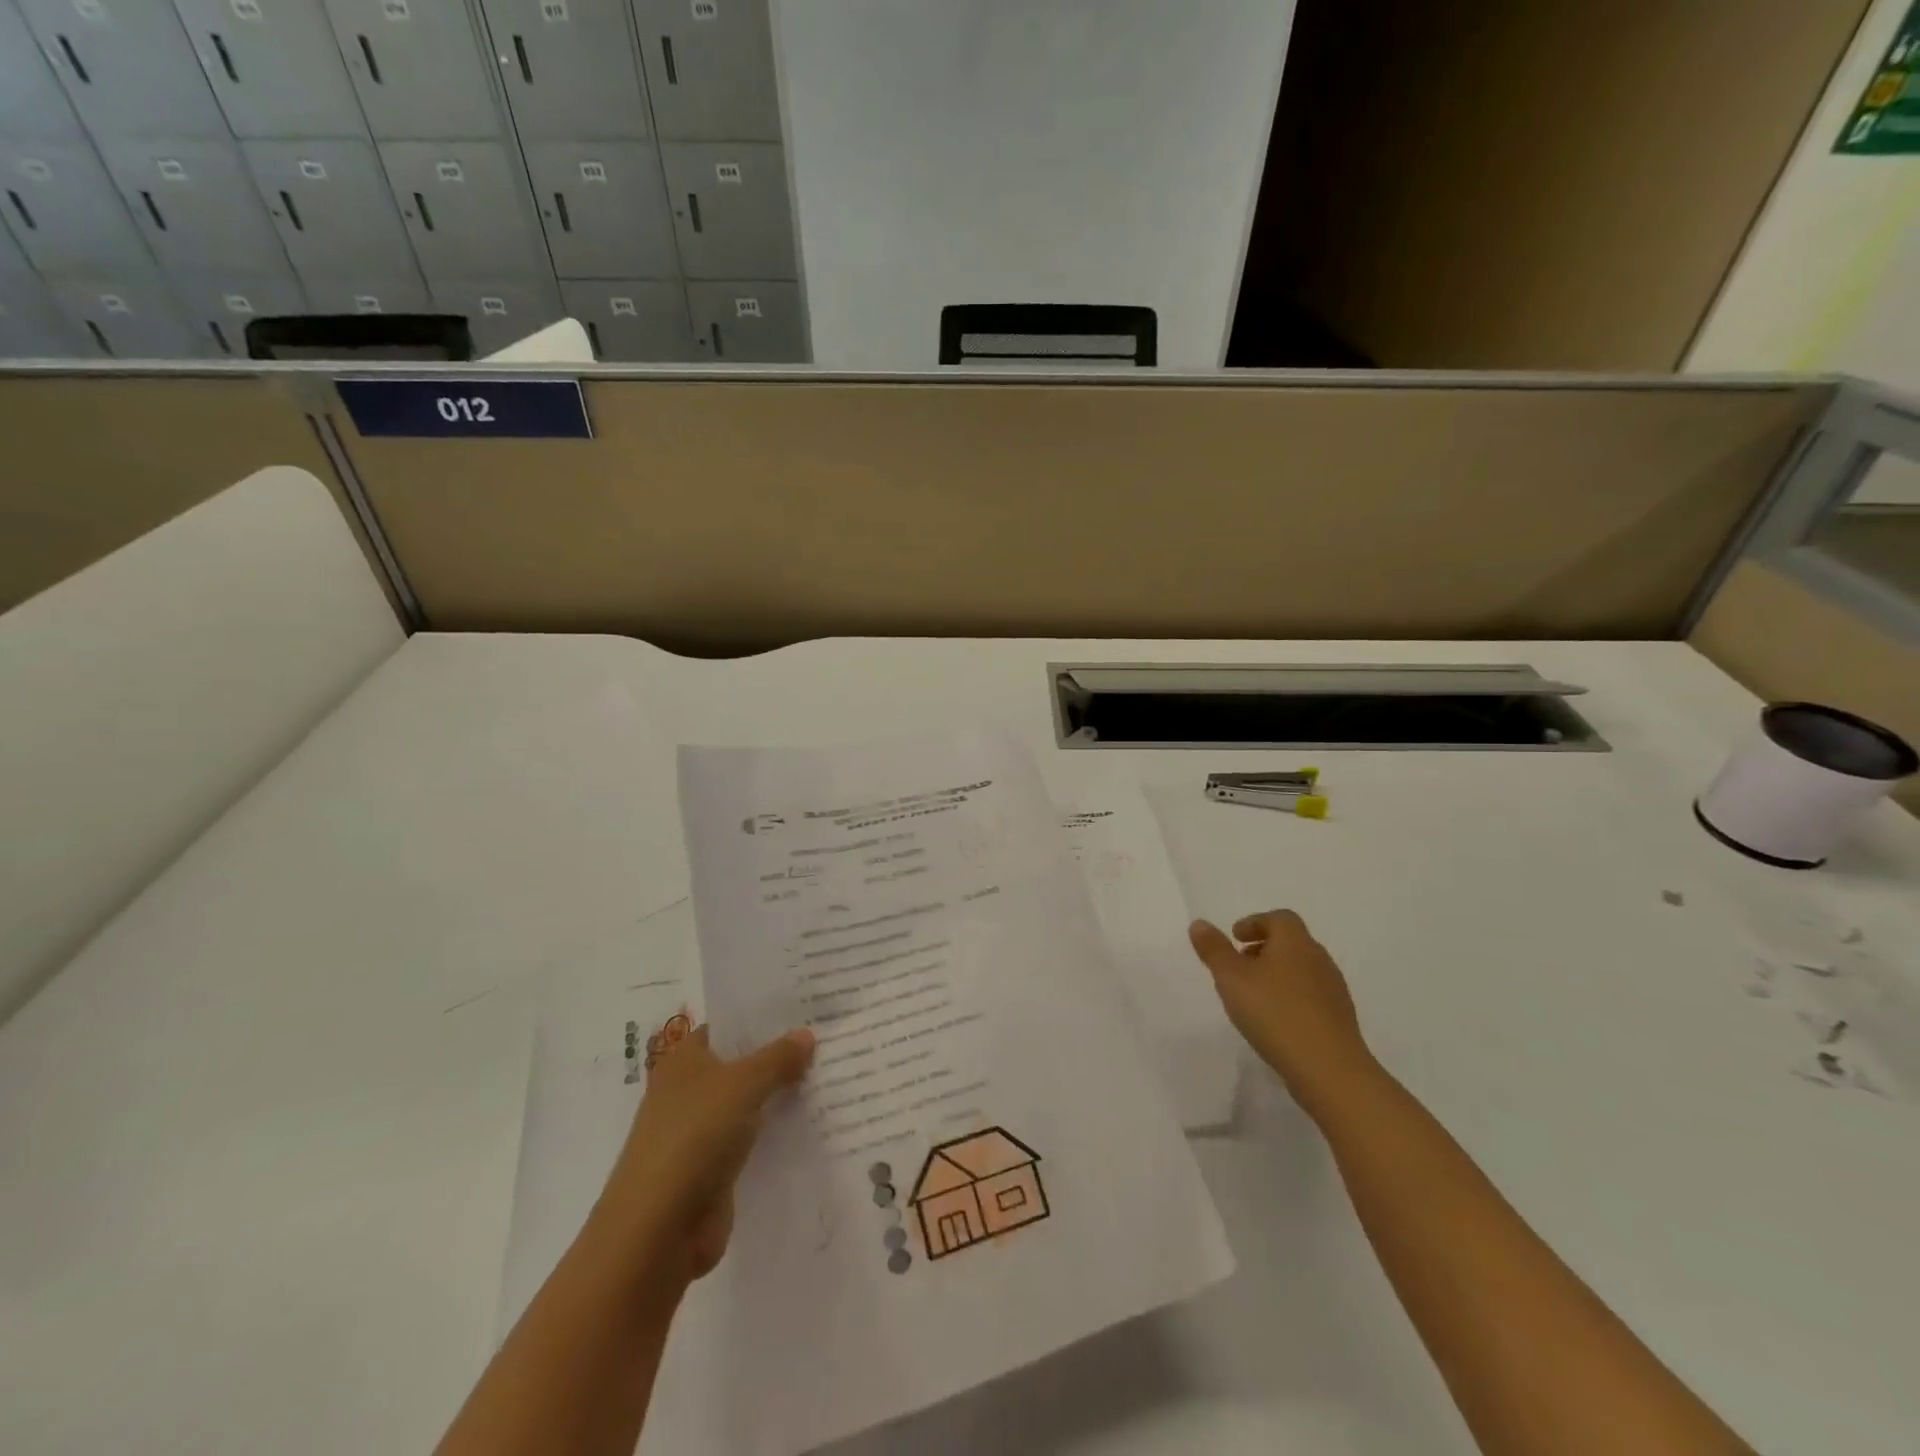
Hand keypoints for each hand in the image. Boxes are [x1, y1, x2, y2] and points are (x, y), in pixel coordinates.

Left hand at [597, 1023, 814, 1283]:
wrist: (659, 1229)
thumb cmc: (695, 1136)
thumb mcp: (744, 1084)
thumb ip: (778, 1058)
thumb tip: (806, 1034)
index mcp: (685, 1060)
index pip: (728, 1027)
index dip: (763, 1018)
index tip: (804, 1010)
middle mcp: (689, 1091)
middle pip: (741, 1065)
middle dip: (779, 1057)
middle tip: (827, 1040)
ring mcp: (700, 1132)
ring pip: (749, 1104)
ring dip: (780, 1097)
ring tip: (830, 1078)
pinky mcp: (713, 1170)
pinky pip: (752, 1141)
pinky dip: (775, 1134)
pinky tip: (813, 1124)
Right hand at [1189, 910, 1375, 1112]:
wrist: (1329, 1069)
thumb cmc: (1274, 1013)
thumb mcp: (1231, 978)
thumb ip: (1214, 949)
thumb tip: (1199, 924)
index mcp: (1295, 942)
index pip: (1279, 918)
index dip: (1255, 923)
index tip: (1235, 938)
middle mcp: (1318, 959)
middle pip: (1291, 942)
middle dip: (1264, 948)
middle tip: (1240, 965)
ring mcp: (1333, 990)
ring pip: (1302, 970)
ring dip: (1278, 974)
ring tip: (1254, 995)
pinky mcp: (1339, 1018)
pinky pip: (1311, 996)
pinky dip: (1291, 997)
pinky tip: (1276, 1020)